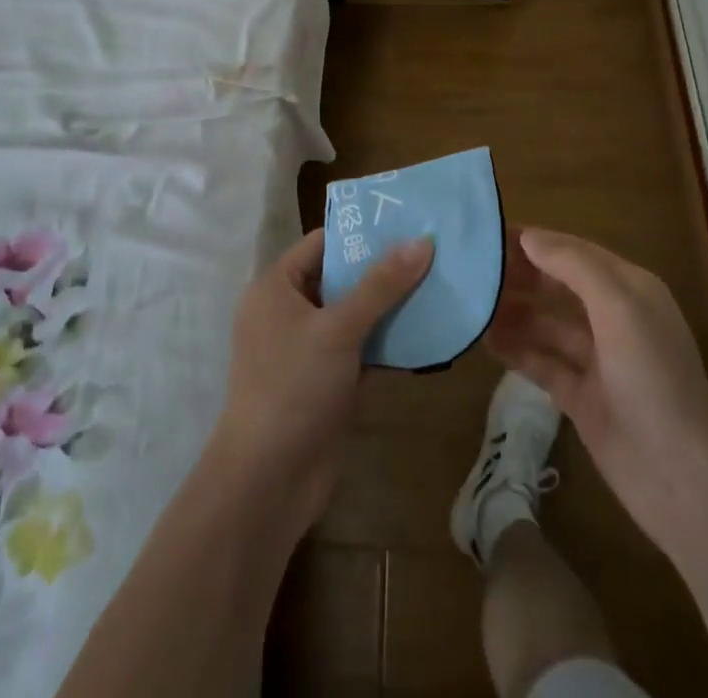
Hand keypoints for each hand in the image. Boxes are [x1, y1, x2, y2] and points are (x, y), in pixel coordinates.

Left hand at [210, 226, 432, 535]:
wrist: (268, 483)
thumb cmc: (294, 388)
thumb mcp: (339, 329)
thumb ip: (382, 285)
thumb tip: (423, 240)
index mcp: (276, 287)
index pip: (323, 243)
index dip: (363, 233)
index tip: (409, 224)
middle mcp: (288, 311)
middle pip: (342, 277)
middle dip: (384, 269)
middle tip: (433, 253)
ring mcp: (307, 349)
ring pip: (355, 315)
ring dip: (391, 306)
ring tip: (439, 285)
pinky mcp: (325, 381)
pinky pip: (360, 348)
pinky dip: (387, 341)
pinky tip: (428, 332)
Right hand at [487, 227, 707, 557]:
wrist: (682, 480)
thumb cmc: (653, 379)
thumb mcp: (618, 308)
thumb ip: (573, 266)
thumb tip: (529, 237)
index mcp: (630, 289)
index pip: (575, 252)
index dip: (536, 241)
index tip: (489, 234)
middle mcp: (614, 319)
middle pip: (559, 285)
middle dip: (521, 274)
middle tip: (471, 268)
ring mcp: (598, 361)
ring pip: (547, 324)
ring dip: (514, 311)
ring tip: (470, 301)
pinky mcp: (582, 399)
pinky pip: (543, 363)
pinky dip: (517, 350)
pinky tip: (485, 340)